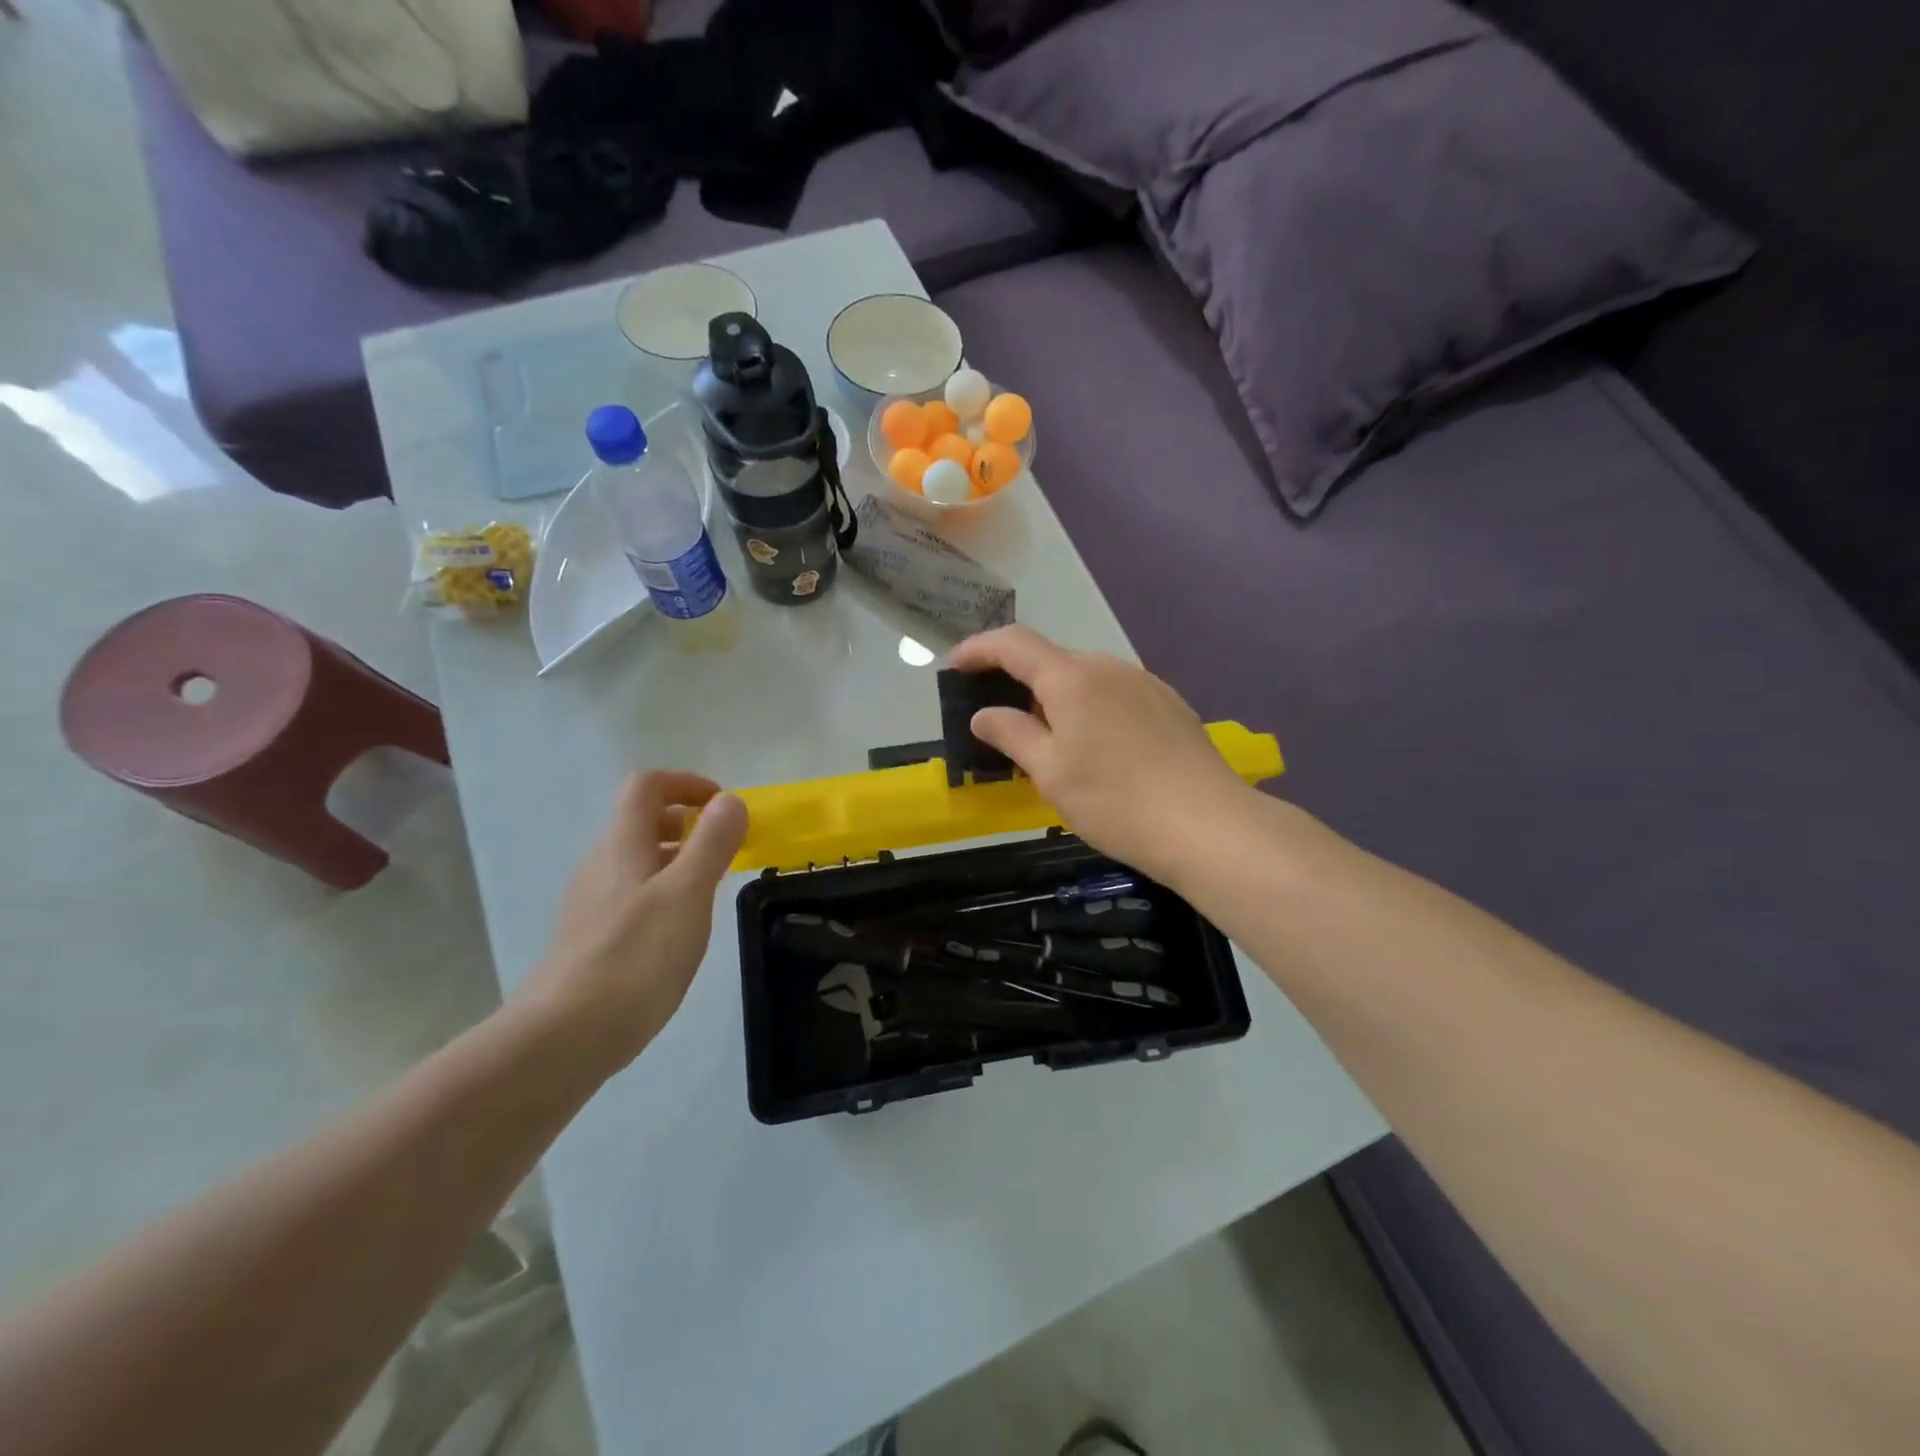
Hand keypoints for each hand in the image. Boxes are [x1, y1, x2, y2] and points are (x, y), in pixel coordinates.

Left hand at [516, 771, 748, 1070]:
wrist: (565, 1037)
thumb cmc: (636, 956)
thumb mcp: (687, 893)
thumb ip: (711, 843)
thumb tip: (730, 800)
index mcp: (622, 844)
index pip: (646, 786)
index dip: (686, 783)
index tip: (723, 805)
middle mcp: (600, 865)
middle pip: (639, 820)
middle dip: (686, 821)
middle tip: (724, 846)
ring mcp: (590, 903)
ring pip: (636, 860)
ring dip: (676, 857)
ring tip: (710, 886)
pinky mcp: (591, 939)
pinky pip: (631, 894)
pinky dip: (662, 891)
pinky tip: (680, 928)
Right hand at [950, 626, 1253, 885]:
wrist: (1206, 824)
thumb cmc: (1114, 800)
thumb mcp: (1049, 772)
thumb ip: (1012, 734)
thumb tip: (984, 714)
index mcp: (1072, 677)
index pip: (1014, 644)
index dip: (979, 649)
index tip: (956, 666)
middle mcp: (1109, 667)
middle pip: (1052, 660)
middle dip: (1019, 680)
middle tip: (1001, 719)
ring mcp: (1145, 683)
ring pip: (1087, 678)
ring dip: (1057, 697)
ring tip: (1049, 740)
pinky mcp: (1170, 704)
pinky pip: (1115, 694)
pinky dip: (1091, 708)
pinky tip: (1097, 748)